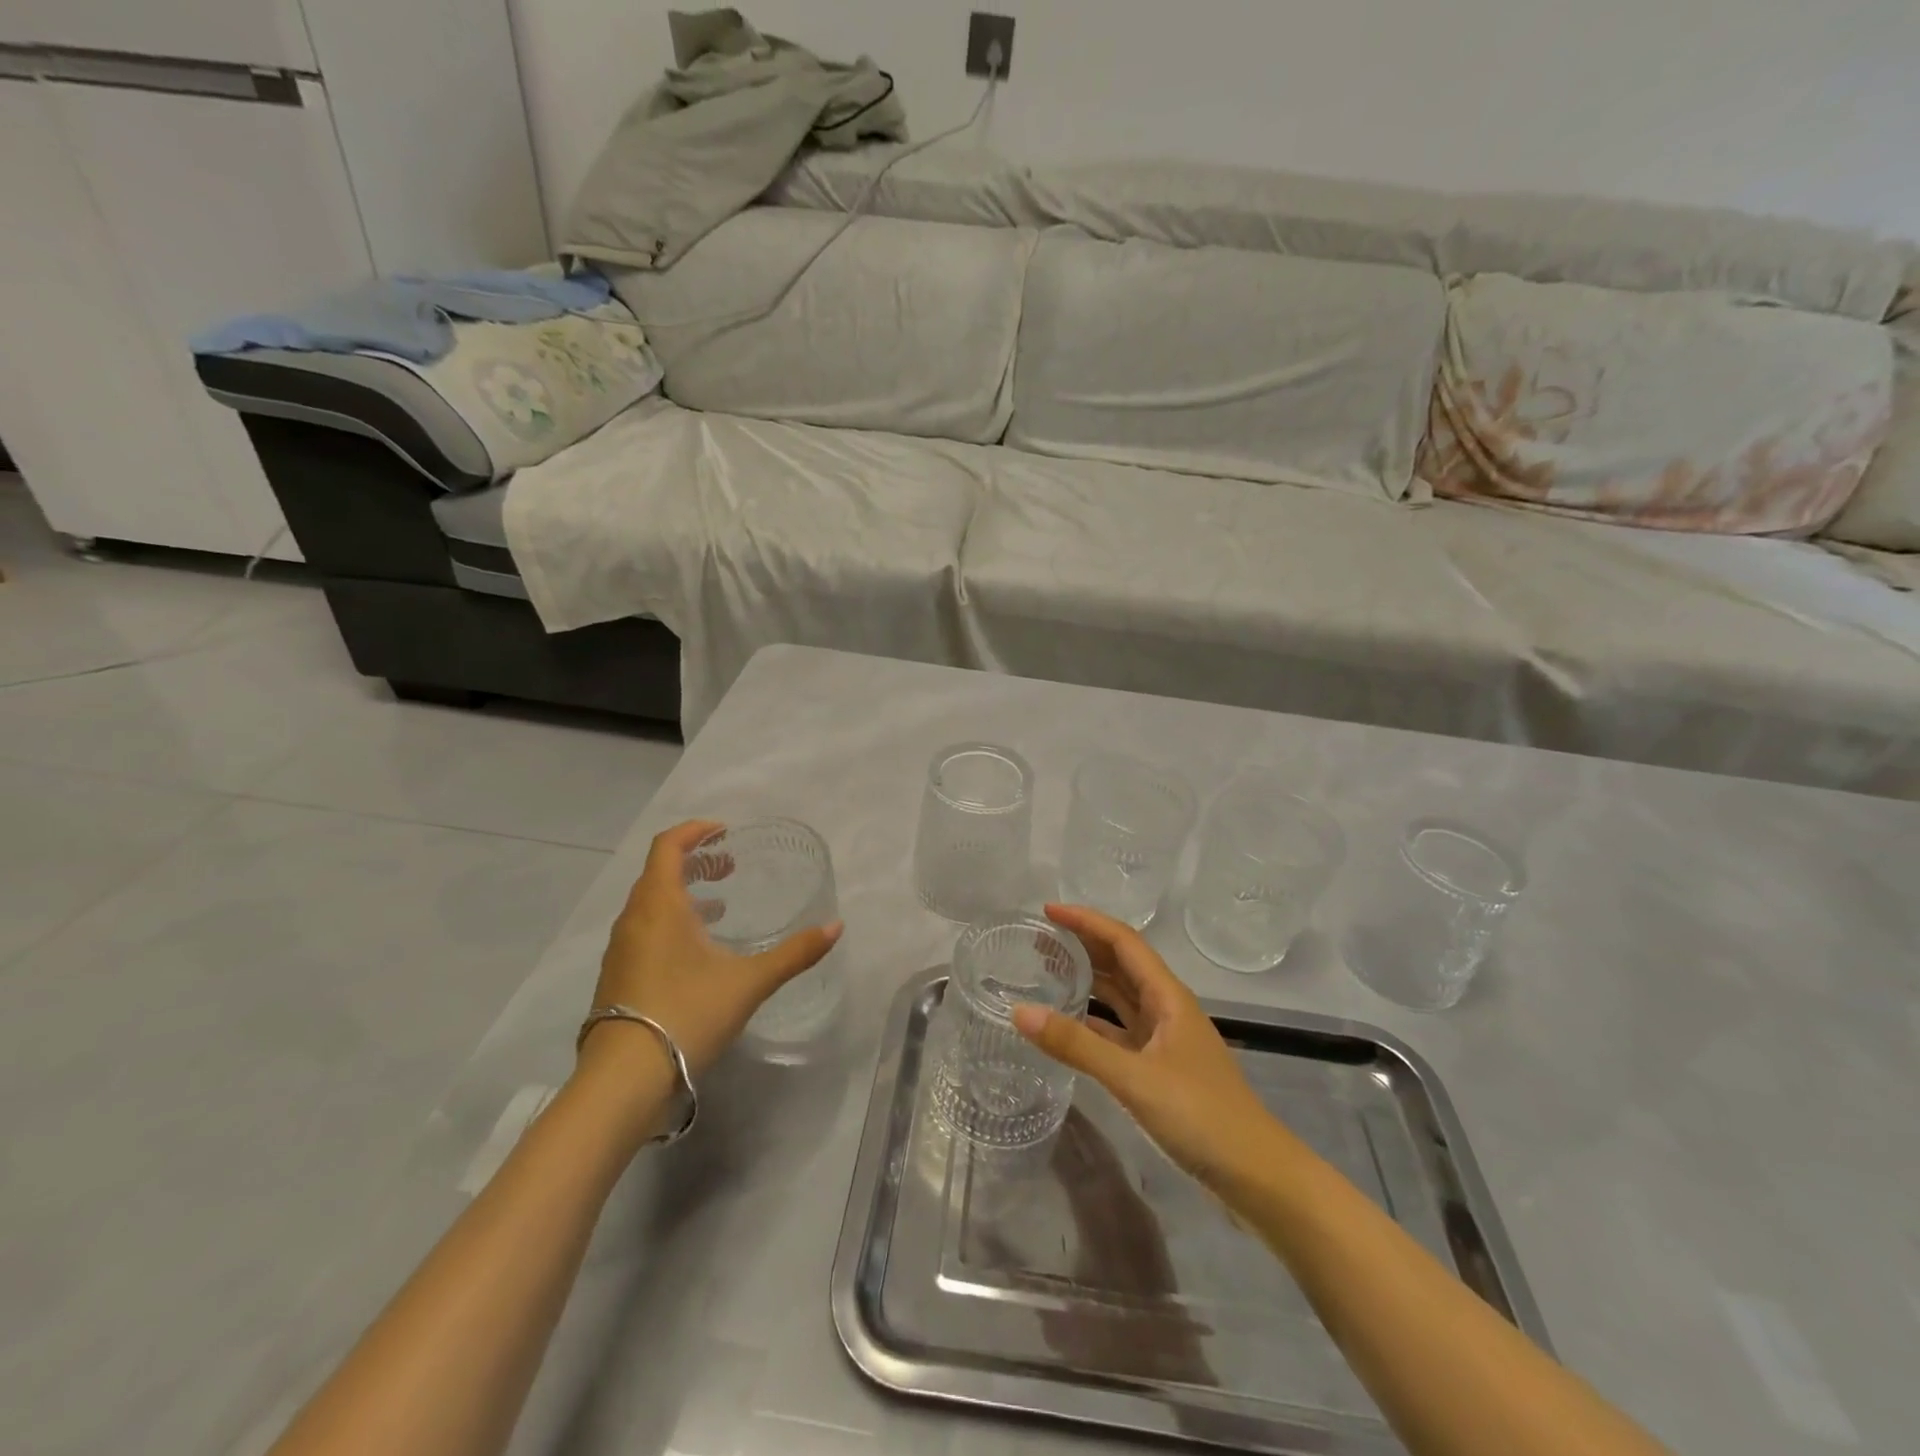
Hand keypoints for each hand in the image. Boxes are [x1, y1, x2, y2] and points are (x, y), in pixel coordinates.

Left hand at [583, 820, 841, 1080]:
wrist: (624, 1080)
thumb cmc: (687, 1014)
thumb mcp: (750, 982)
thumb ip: (795, 953)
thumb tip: (836, 927)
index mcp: (660, 905)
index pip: (667, 846)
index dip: (694, 830)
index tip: (725, 831)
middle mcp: (633, 919)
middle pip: (659, 872)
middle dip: (694, 862)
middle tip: (729, 868)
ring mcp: (621, 950)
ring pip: (650, 903)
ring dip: (682, 893)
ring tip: (718, 906)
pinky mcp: (617, 977)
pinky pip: (644, 930)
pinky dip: (670, 921)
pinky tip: (696, 951)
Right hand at [1012, 904, 1282, 1190]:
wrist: (1257, 1175)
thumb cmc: (1201, 1115)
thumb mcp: (1134, 1078)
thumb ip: (1077, 1045)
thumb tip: (1019, 1011)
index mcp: (1168, 997)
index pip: (1123, 941)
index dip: (1086, 921)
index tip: (1048, 911)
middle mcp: (1167, 1009)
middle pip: (1122, 963)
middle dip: (1084, 944)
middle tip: (1040, 938)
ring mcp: (1165, 1040)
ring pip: (1121, 996)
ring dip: (1089, 979)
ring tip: (1049, 969)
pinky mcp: (1160, 1069)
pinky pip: (1120, 1031)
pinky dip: (1094, 1021)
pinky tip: (1069, 1025)